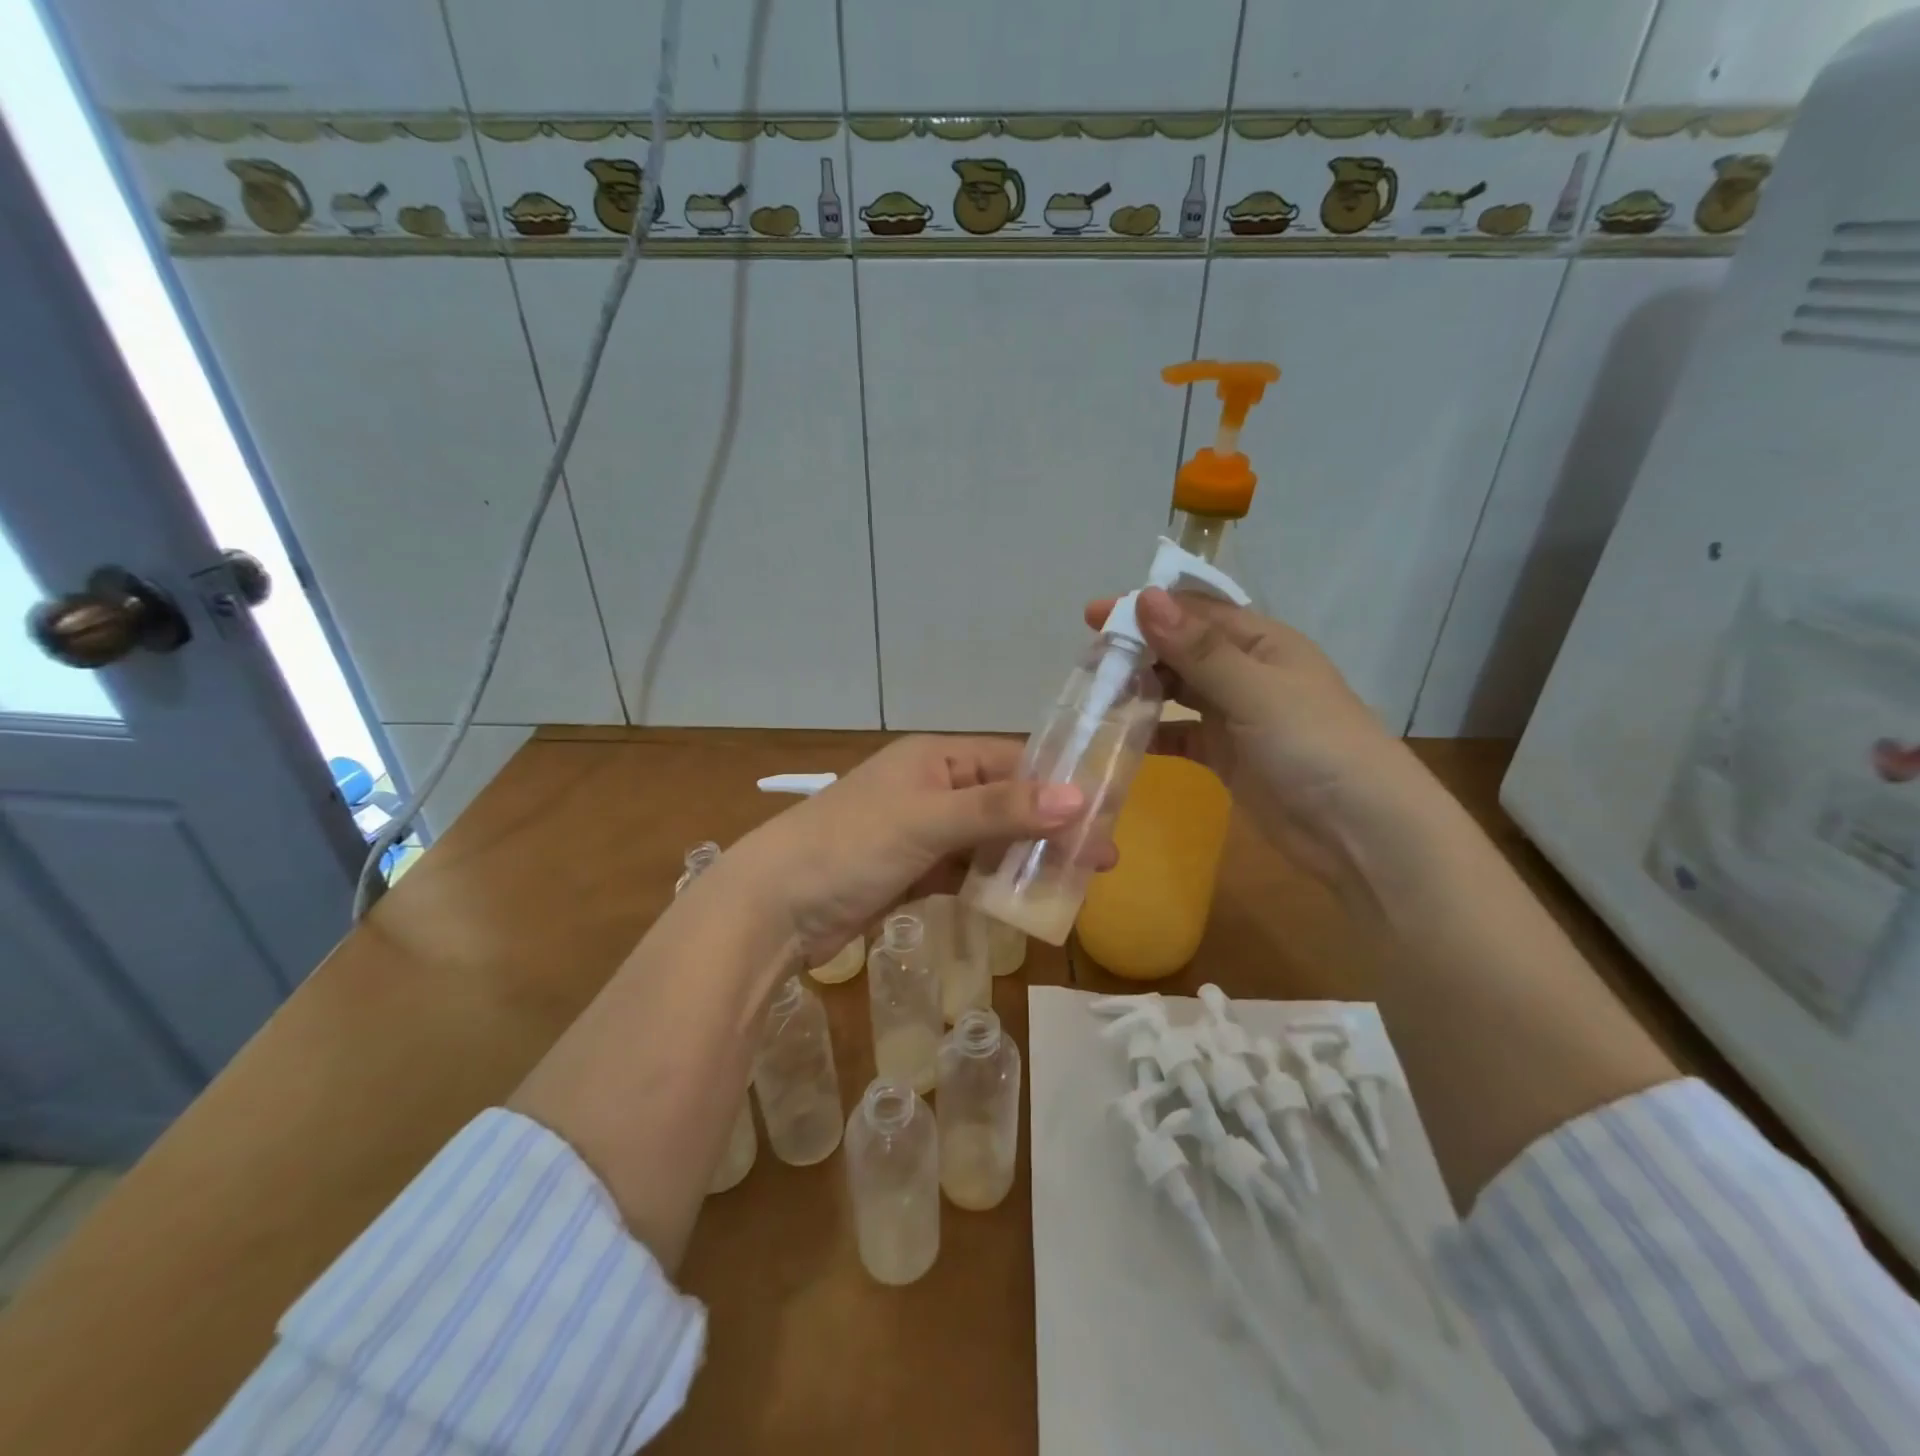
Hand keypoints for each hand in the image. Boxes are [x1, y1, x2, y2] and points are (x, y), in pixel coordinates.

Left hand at [728, 735, 1107, 966]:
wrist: (773, 907)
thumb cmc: (850, 846)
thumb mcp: (928, 820)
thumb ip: (1000, 810)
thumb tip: (1079, 799)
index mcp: (936, 758)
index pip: (1013, 761)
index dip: (1060, 785)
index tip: (1106, 813)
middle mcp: (932, 787)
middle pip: (1005, 803)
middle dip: (1050, 828)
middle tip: (1101, 859)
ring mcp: (922, 832)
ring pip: (989, 841)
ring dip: (1027, 859)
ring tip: (1075, 883)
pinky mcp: (912, 872)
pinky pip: (966, 872)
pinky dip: (994, 884)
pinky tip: (1026, 901)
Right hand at [1082, 588, 1424, 888]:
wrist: (1360, 831)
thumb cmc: (1314, 746)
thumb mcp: (1255, 691)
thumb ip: (1198, 650)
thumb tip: (1146, 598)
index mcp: (1262, 642)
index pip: (1195, 612)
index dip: (1146, 609)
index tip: (1094, 616)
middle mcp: (1246, 672)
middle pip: (1181, 649)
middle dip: (1137, 650)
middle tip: (1088, 661)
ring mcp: (1235, 715)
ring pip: (1177, 690)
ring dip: (1140, 689)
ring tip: (1096, 695)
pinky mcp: (1225, 755)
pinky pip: (1180, 734)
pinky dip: (1153, 733)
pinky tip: (1121, 737)